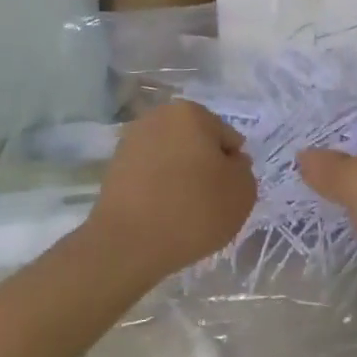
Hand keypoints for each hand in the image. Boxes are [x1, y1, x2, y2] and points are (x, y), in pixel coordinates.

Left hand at [89, 101, 254, 280]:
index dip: (232, 168)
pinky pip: (151, 178)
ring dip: (182, 180)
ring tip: (184, 213)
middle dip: (205, 169)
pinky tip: (162, 216)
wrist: (130, 243)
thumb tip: (227, 163)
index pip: (227, 139)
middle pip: (197, 145)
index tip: (226, 193)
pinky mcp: (114, 169)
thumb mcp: (243, 190)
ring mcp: (131, 143)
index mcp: (190, 113)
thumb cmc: (195, 209)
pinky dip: (160, 191)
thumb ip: (242, 169)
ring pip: (172, 161)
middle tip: (208, 203)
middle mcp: (157, 118)